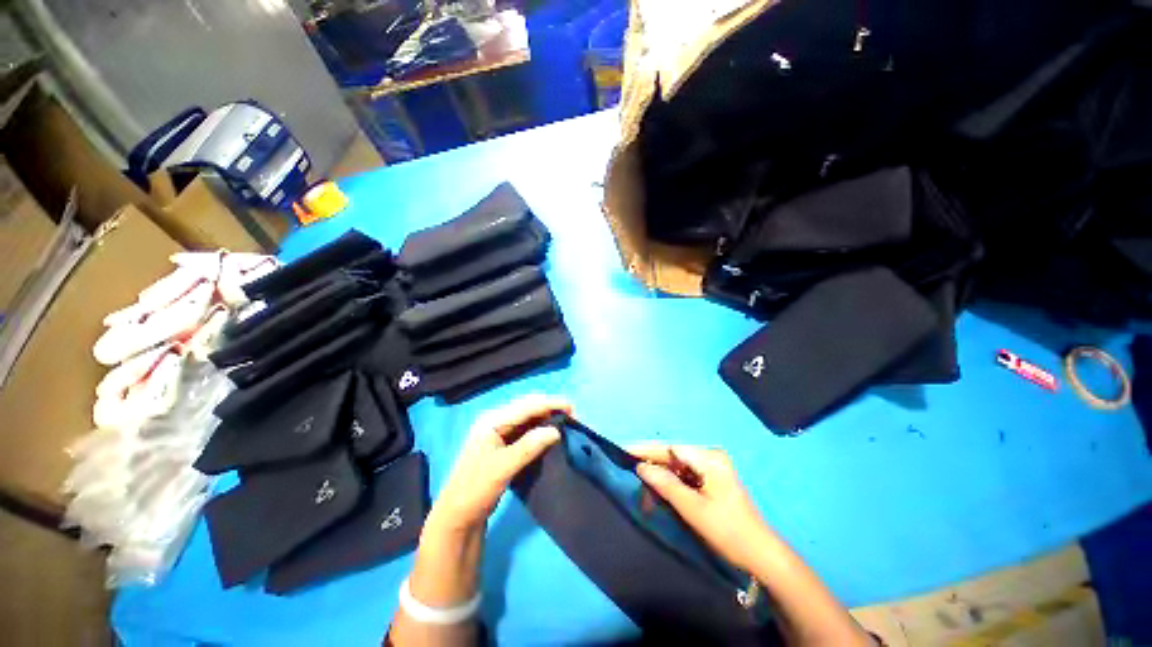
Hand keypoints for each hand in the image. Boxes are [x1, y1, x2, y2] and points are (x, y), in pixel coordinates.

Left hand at [427, 394, 569, 534]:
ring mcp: (499, 433)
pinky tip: (551, 435)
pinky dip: (540, 430)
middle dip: (550, 408)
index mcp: (491, 421)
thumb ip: (528, 447)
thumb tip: (556, 431)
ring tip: (566, 423)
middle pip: (527, 408)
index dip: (550, 404)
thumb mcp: (502, 468)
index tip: (572, 407)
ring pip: (528, 419)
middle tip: (572, 415)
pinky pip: (526, 431)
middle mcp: (495, 422)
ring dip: (546, 419)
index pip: (525, 406)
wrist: (457, 517)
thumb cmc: (475, 490)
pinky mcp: (503, 445)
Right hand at [630, 444, 775, 573]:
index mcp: (709, 457)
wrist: (760, 555)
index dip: (646, 450)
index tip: (624, 452)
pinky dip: (671, 485)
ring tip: (644, 493)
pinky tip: (660, 495)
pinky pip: (685, 477)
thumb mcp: (692, 509)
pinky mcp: (712, 480)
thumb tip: (640, 466)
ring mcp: (712, 468)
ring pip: (676, 467)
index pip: (669, 448)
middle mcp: (710, 456)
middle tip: (630, 474)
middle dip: (652, 466)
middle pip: (672, 456)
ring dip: (660, 479)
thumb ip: (665, 484)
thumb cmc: (727, 530)